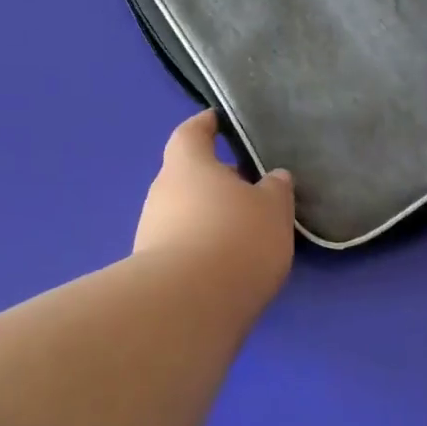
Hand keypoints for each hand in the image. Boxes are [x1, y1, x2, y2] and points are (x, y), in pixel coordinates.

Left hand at [135, 111, 296, 299]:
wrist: (188, 304)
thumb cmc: (235, 238)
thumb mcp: (272, 209)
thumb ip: (275, 189)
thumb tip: (273, 178)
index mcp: (187, 164)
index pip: (191, 133)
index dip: (206, 125)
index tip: (219, 121)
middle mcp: (161, 192)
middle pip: (188, 175)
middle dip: (215, 180)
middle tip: (248, 189)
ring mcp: (151, 231)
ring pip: (184, 212)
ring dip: (209, 216)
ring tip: (243, 231)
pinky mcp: (152, 268)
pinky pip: (181, 244)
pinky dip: (202, 247)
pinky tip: (226, 263)